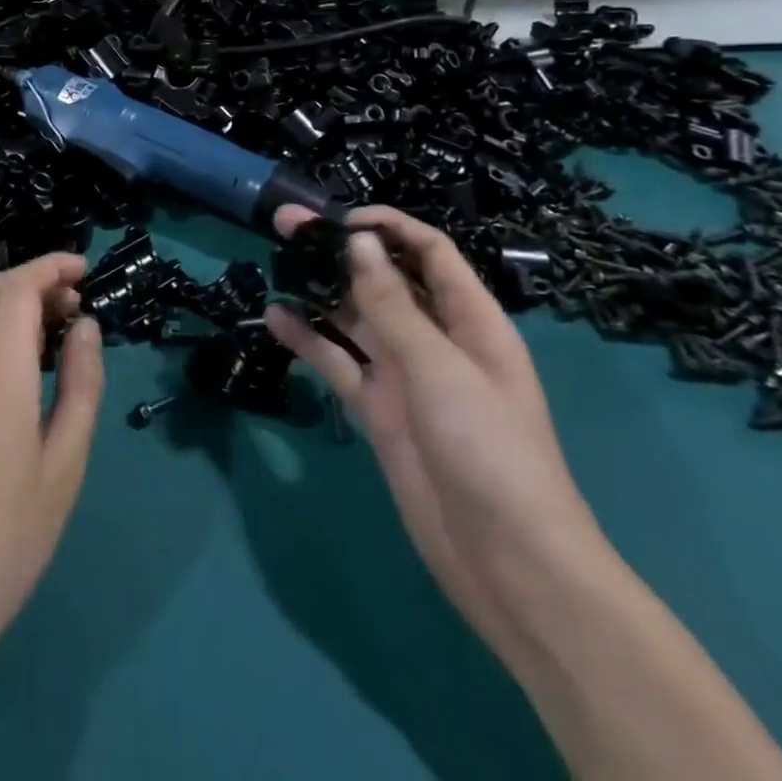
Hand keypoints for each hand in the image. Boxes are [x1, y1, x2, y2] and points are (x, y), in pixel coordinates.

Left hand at [0, 251, 103, 674]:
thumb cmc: (2, 544)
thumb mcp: (63, 468)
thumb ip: (79, 386)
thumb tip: (84, 326)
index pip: (18, 287)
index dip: (51, 267)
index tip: (82, 271)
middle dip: (33, 282)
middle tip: (70, 310)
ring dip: (2, 304)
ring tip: (38, 337)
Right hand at [264, 205, 604, 662]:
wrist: (507, 564)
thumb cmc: (489, 450)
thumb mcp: (440, 369)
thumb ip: (392, 305)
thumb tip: (358, 241)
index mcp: (470, 320)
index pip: (429, 252)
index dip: (389, 226)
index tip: (338, 218)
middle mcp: (435, 339)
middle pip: (384, 280)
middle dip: (340, 252)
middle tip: (285, 226)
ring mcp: (404, 376)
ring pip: (356, 319)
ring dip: (319, 293)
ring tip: (274, 264)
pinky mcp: (378, 409)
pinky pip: (339, 363)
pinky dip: (309, 341)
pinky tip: (275, 320)